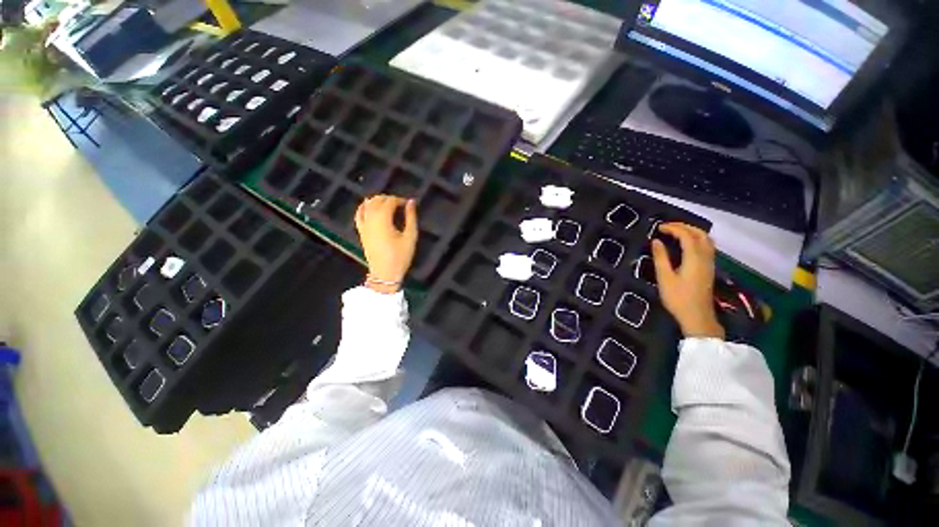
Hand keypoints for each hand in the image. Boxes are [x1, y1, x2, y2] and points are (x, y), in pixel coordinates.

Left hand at [355, 195, 418, 293]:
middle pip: (377, 201)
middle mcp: (371, 220)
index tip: (408, 204)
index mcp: (383, 220)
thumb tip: (411, 202)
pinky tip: (369, 206)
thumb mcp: (410, 237)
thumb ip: (411, 218)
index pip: (389, 202)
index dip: (400, 200)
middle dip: (389, 198)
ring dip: (377, 201)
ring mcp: (364, 225)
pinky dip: (363, 207)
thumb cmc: (400, 256)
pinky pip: (359, 214)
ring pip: (367, 205)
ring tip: (388, 204)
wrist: (385, 274)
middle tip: (400, 204)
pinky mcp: (361, 232)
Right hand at [651, 223, 724, 338]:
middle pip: (700, 234)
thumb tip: (656, 241)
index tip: (659, 227)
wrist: (697, 316)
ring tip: (675, 232)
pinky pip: (707, 246)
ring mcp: (710, 262)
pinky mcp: (709, 268)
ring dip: (692, 231)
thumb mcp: (664, 278)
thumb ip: (661, 258)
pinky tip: (686, 244)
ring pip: (706, 239)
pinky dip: (696, 239)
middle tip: (667, 227)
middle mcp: (705, 257)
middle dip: (684, 226)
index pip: (687, 235)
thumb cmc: (678, 298)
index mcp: (694, 258)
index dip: (673, 228)